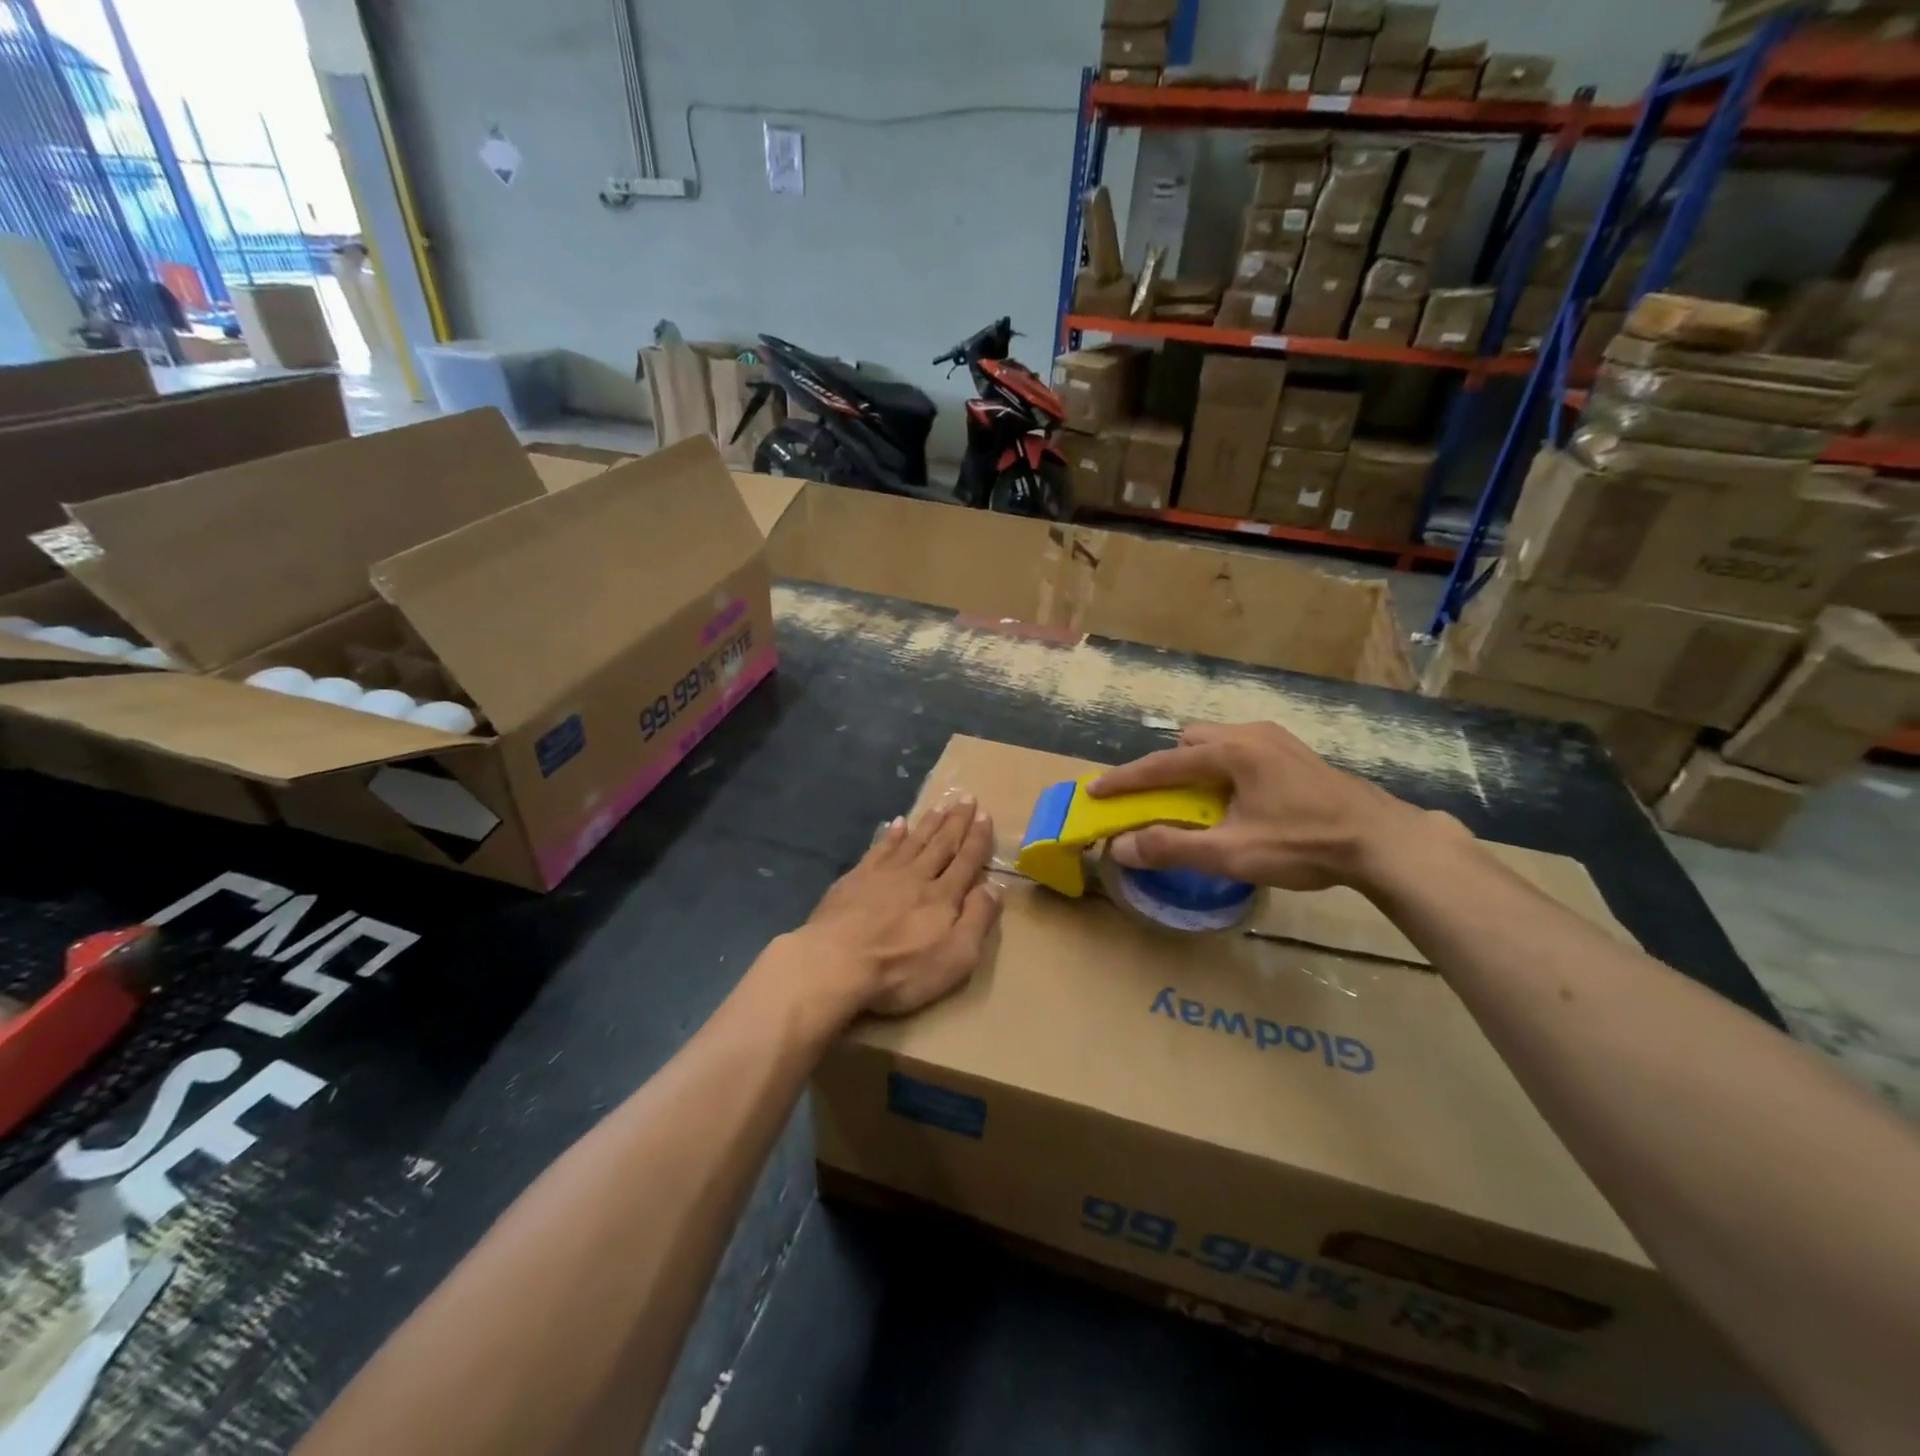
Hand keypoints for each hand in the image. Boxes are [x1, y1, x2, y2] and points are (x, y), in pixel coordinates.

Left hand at [799, 798, 1002, 1017]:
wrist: (836, 962)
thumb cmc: (901, 969)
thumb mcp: (956, 956)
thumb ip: (977, 919)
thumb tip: (994, 886)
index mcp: (944, 896)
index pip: (967, 860)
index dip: (978, 838)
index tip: (985, 814)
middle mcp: (917, 876)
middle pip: (941, 843)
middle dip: (956, 821)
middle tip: (966, 797)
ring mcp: (884, 873)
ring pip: (913, 840)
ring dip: (929, 822)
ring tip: (941, 805)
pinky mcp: (856, 878)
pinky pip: (880, 848)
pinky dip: (892, 834)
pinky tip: (897, 823)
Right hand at [1087, 722, 1445, 891]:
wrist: (1382, 841)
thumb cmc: (1303, 843)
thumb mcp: (1232, 853)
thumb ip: (1173, 847)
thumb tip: (1121, 848)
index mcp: (1232, 752)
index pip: (1163, 763)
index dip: (1125, 779)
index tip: (1095, 790)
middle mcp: (1251, 735)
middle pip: (1191, 741)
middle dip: (1167, 766)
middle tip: (1161, 799)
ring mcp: (1277, 741)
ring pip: (1219, 743)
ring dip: (1197, 768)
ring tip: (1199, 803)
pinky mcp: (1295, 754)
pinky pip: (1242, 752)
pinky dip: (1223, 770)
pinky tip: (1238, 801)